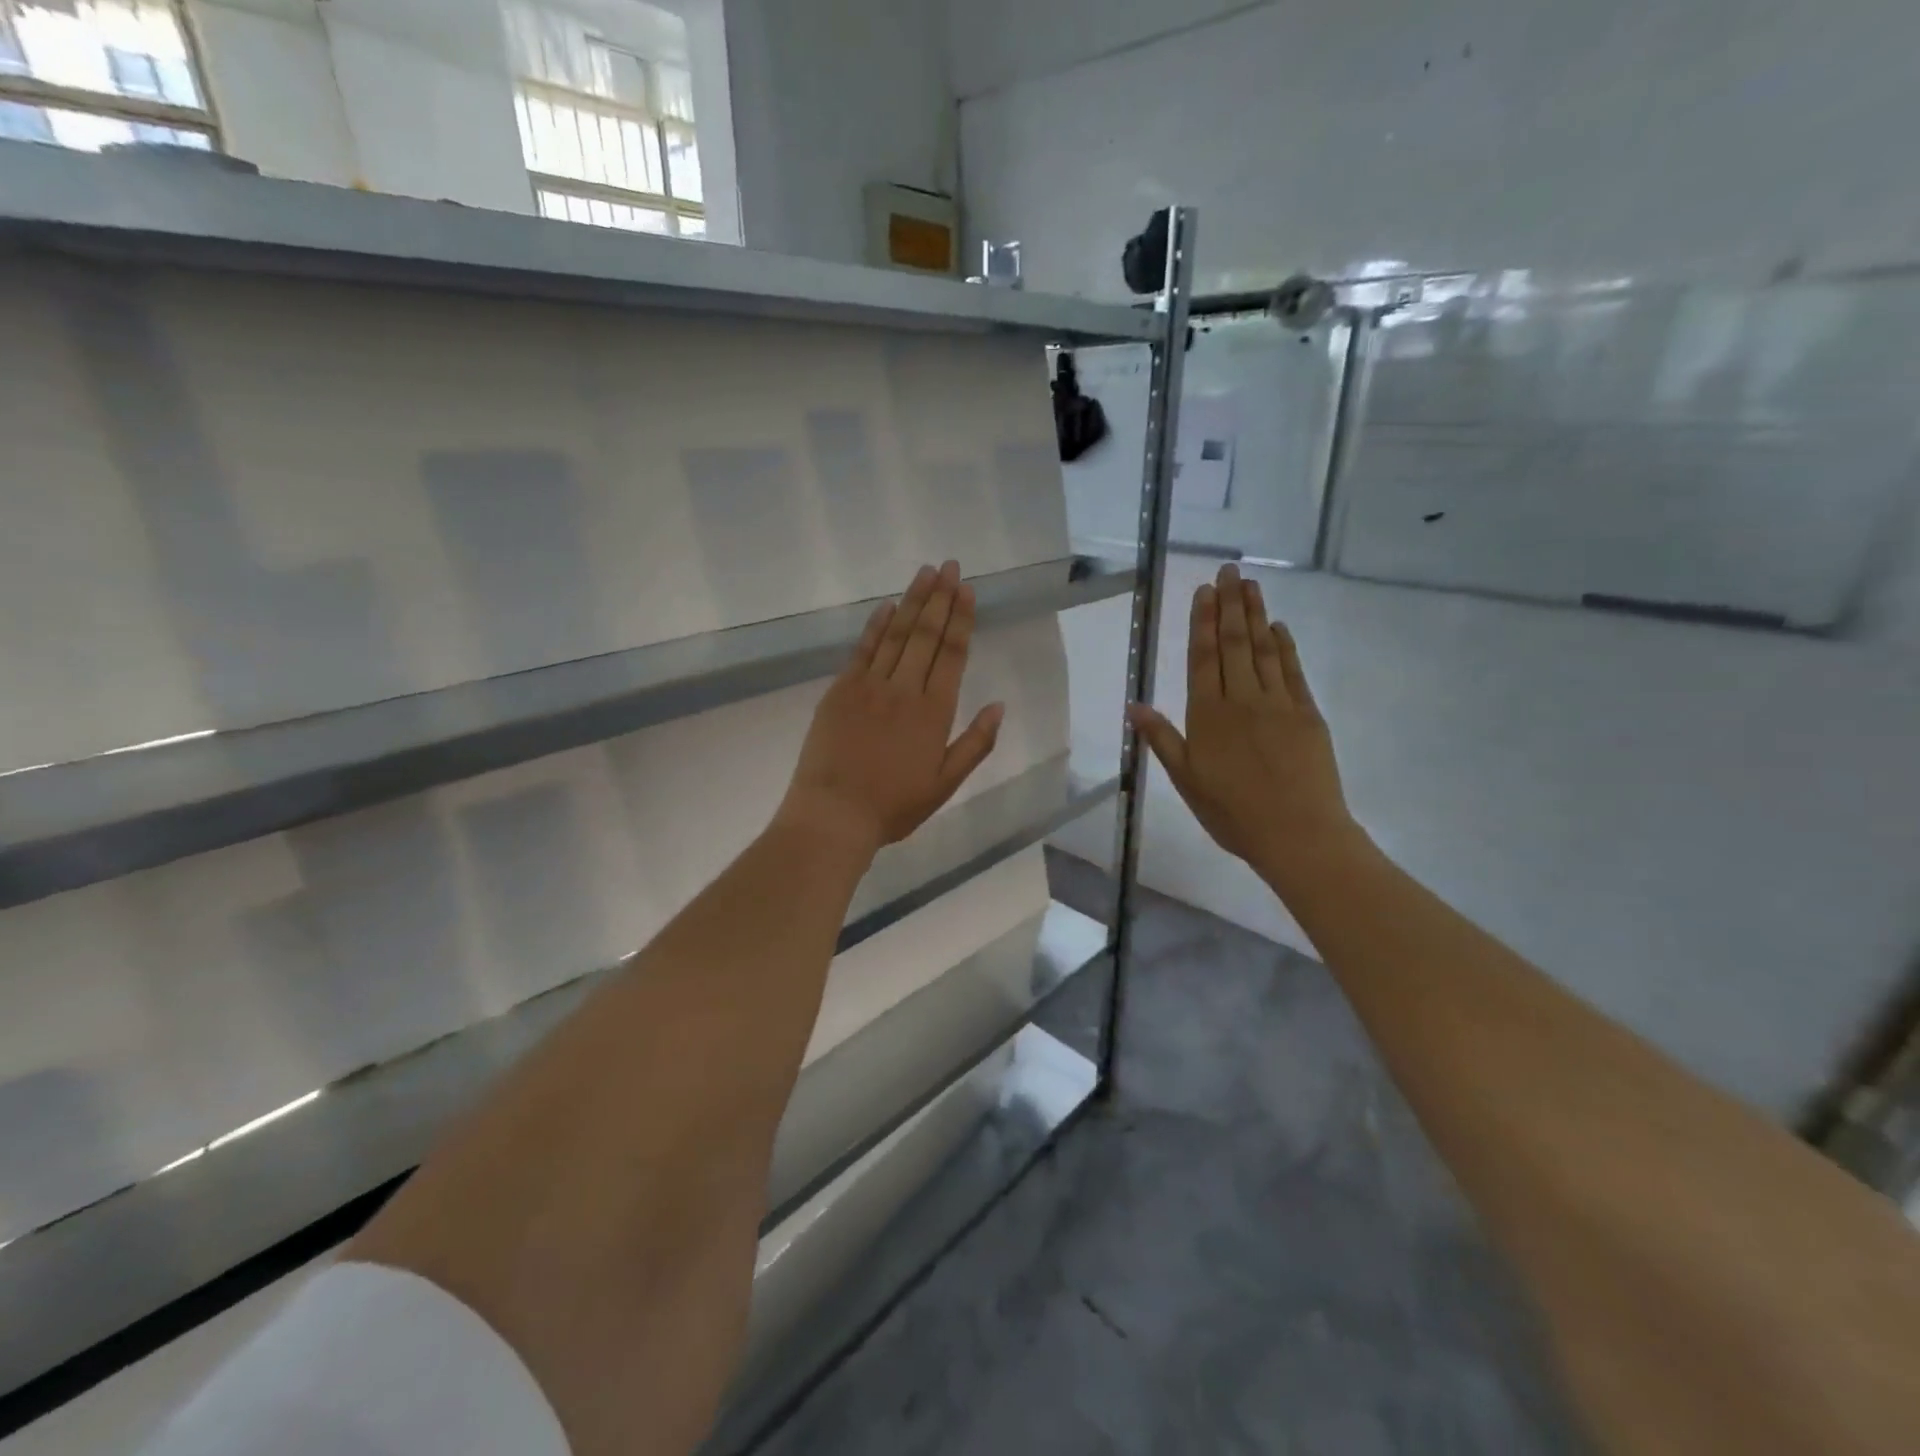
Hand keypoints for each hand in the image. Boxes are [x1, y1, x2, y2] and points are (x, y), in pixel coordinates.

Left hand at [779, 561, 1004, 853]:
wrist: (833, 814)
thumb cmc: (893, 806)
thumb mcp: (945, 784)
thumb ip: (975, 744)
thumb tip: (999, 705)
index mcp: (933, 713)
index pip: (951, 654)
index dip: (960, 619)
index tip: (966, 589)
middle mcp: (904, 690)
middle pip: (925, 635)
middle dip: (939, 598)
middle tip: (949, 566)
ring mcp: (869, 686)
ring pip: (896, 634)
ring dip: (911, 601)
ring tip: (925, 572)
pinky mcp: (840, 690)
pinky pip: (863, 650)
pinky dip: (876, 625)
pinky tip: (887, 606)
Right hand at [1127, 564, 1362, 893]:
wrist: (1298, 834)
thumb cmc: (1232, 812)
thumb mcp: (1186, 781)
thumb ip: (1161, 739)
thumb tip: (1133, 705)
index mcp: (1208, 715)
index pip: (1203, 658)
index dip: (1202, 622)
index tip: (1203, 591)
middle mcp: (1242, 699)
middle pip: (1233, 644)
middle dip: (1229, 605)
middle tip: (1228, 570)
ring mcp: (1278, 703)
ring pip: (1263, 649)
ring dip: (1255, 615)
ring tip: (1250, 584)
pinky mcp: (1307, 713)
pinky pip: (1292, 670)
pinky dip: (1284, 646)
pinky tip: (1278, 627)